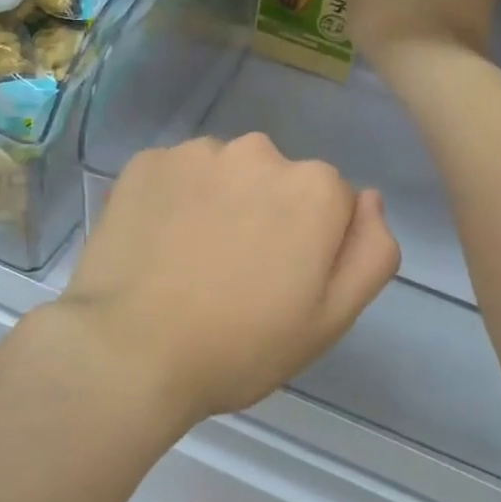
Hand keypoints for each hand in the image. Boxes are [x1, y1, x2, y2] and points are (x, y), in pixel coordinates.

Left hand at [58, 134, 400, 424]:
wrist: (130, 350)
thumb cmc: (240, 345)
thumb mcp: (331, 318)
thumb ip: (370, 252)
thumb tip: (369, 198)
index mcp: (315, 188)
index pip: (332, 204)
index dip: (311, 246)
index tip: (281, 284)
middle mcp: (259, 151)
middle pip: (278, 181)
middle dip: (267, 215)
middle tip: (236, 274)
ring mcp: (197, 152)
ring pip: (225, 174)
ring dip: (220, 202)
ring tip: (191, 260)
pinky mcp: (146, 161)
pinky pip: (176, 175)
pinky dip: (174, 200)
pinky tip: (157, 244)